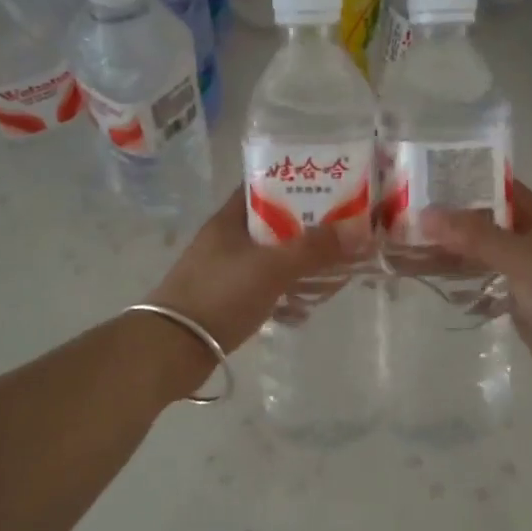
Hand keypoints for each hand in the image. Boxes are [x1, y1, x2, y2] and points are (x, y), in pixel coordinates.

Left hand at [147, 186, 369, 354]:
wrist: (172, 348)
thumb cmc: (220, 295)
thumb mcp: (271, 267)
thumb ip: (314, 249)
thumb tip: (359, 231)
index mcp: (230, 219)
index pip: (263, 186)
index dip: (295, 181)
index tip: (330, 185)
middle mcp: (227, 240)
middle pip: (274, 224)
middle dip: (308, 229)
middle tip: (344, 232)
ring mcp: (225, 271)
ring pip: (271, 259)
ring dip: (300, 264)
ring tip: (335, 271)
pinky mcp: (227, 301)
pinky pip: (265, 289)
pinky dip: (286, 294)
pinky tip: (306, 307)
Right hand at [421, 183, 531, 405]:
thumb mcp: (520, 256)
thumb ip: (474, 236)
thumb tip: (425, 214)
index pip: (496, 189)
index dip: (464, 182)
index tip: (422, 180)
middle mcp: (529, 242)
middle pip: (481, 226)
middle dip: (445, 225)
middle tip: (399, 222)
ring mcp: (524, 275)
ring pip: (477, 259)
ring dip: (446, 257)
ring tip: (403, 255)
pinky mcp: (519, 306)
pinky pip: (483, 289)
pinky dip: (461, 287)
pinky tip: (432, 286)